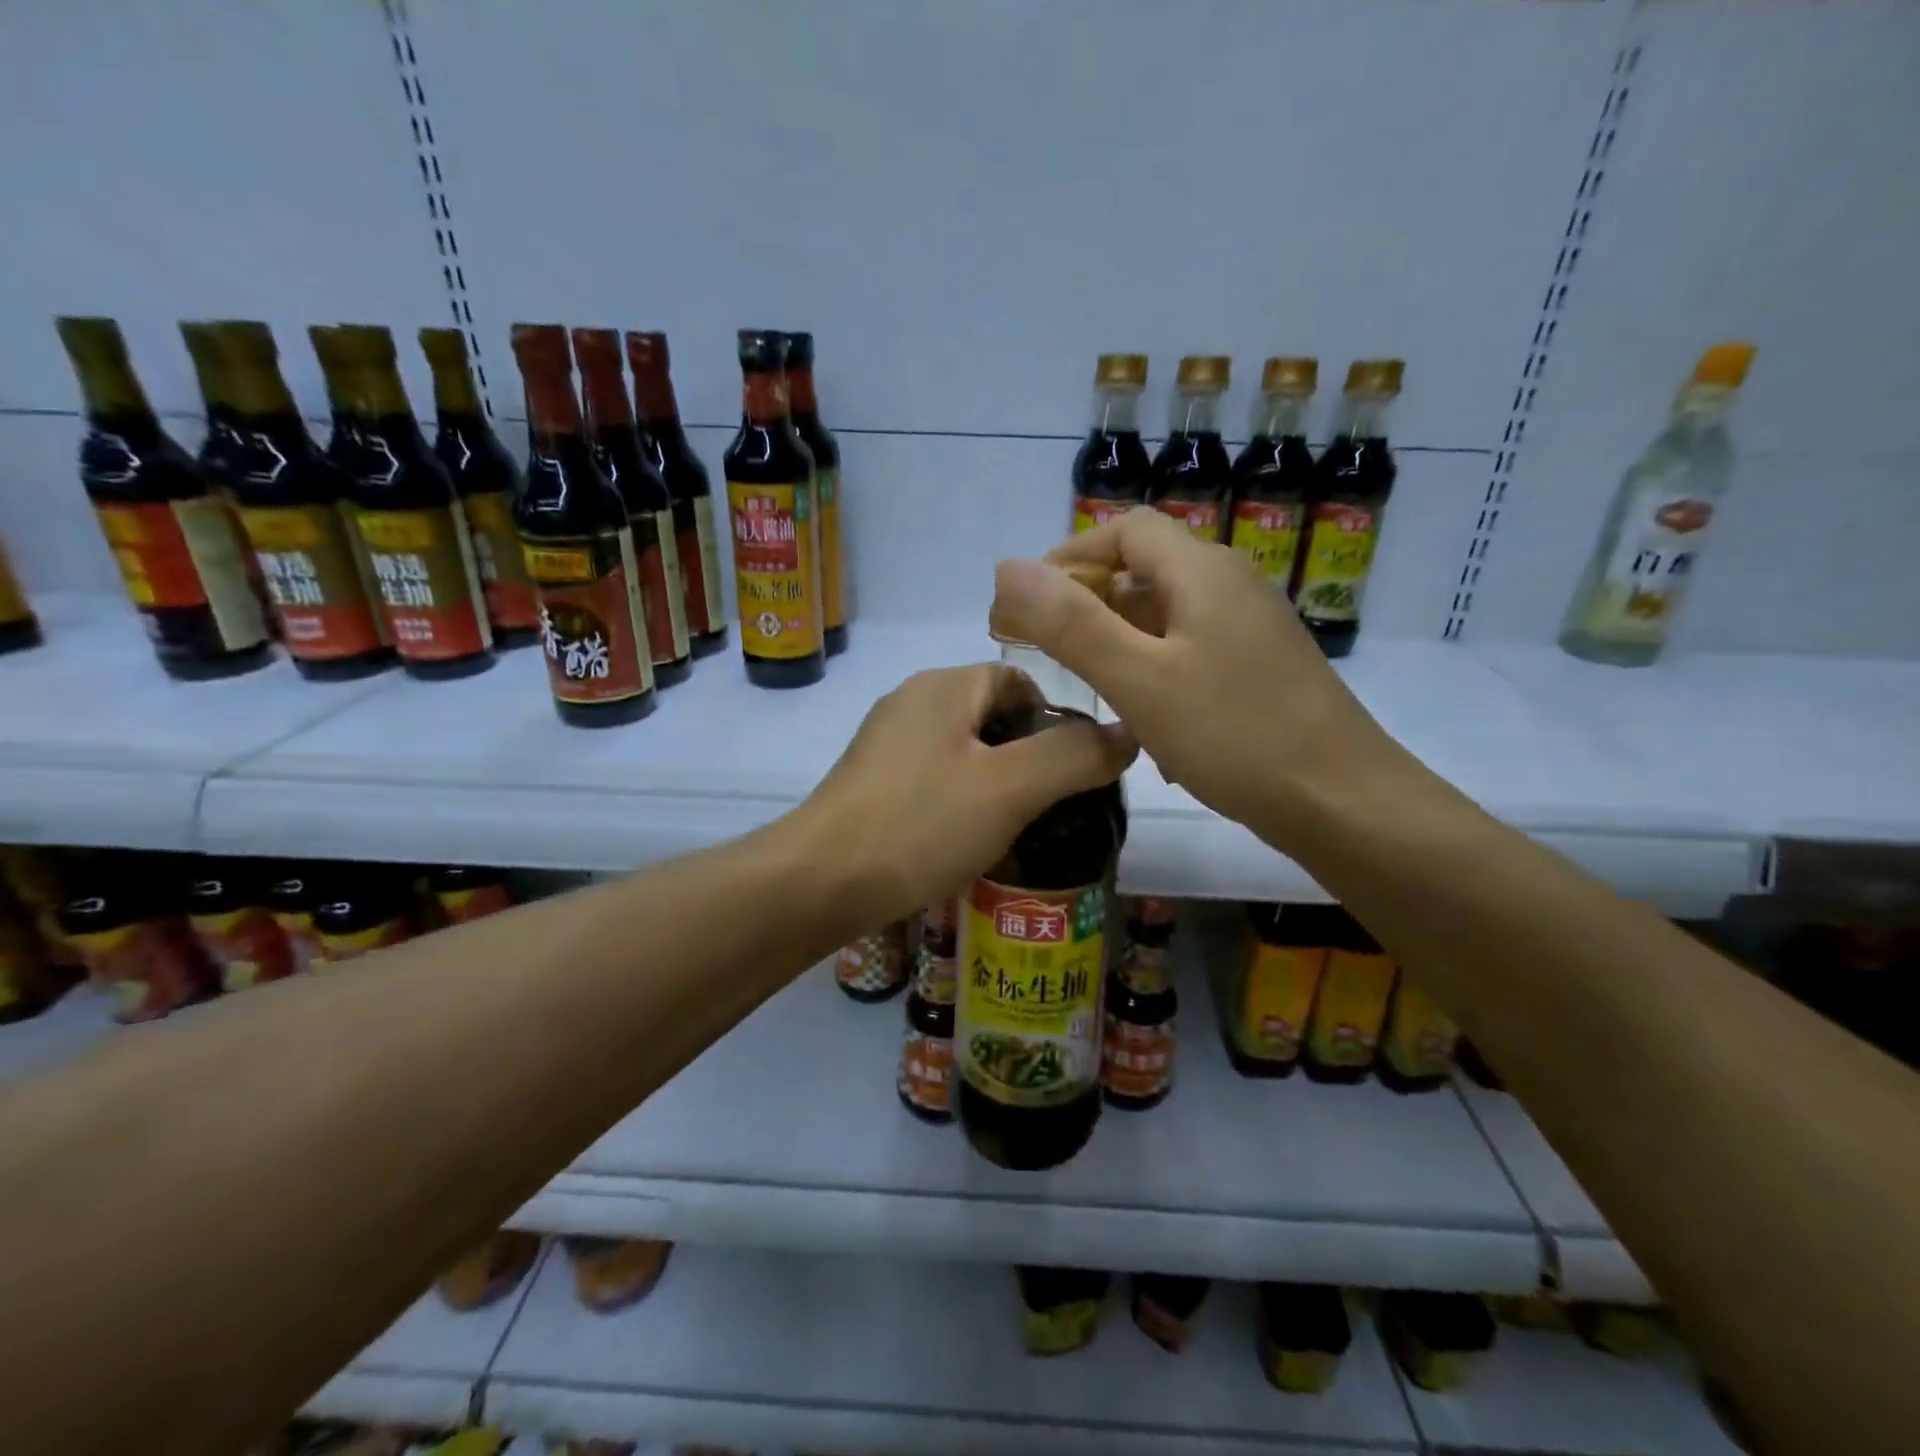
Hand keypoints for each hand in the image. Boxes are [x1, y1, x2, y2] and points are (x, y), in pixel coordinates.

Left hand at [791, 663, 1136, 924]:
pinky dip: (961, 801)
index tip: (1079, 768)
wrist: (818, 883)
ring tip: (1022, 828)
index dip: (1058, 717)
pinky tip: (970, 840)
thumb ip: (1074, 756)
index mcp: (945, 687)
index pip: (1020, 679)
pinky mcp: (871, 783)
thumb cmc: (919, 824)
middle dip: (1031, 755)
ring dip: (998, 783)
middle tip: (1058, 805)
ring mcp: (886, 743)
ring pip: (964, 751)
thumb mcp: (1010, 788)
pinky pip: (934, 779)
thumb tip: (1129, 731)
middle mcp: (912, 701)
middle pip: (993, 715)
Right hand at [989, 508, 1398, 834]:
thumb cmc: (1234, 734)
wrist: (1343, 802)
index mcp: (1202, 571)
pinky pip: (1191, 651)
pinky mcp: (1261, 668)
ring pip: (1167, 616)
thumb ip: (1071, 623)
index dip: (1070, 555)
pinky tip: (1141, 721)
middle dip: (1088, 601)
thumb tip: (1007, 567)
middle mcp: (1231, 585)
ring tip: (1084, 686)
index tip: (1028, 602)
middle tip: (1046, 648)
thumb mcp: (1138, 679)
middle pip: (1146, 570)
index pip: (1125, 530)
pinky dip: (1154, 670)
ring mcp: (1251, 629)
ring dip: (1119, 640)